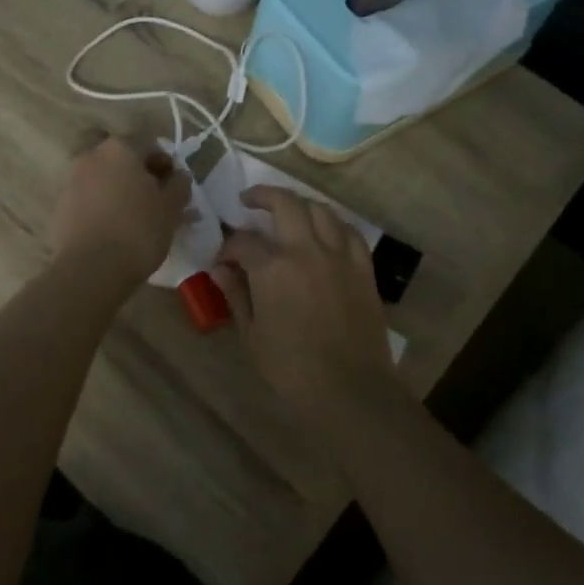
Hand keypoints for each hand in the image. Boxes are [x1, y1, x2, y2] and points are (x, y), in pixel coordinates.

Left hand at [50, 135, 191, 284]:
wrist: (90, 269)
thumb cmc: (138, 231)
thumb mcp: (171, 208)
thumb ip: (179, 185)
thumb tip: (178, 175)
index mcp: (120, 148)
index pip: (149, 143)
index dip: (166, 163)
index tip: (174, 187)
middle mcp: (92, 156)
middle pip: (122, 158)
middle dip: (139, 173)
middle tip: (154, 199)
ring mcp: (72, 180)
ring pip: (103, 177)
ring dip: (119, 189)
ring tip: (135, 218)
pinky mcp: (60, 206)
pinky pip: (88, 198)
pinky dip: (102, 206)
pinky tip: (113, 229)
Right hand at [214, 185, 393, 409]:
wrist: (350, 389)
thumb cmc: (291, 367)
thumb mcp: (251, 334)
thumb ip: (236, 295)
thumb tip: (221, 270)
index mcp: (272, 267)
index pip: (242, 241)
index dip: (228, 248)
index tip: (223, 261)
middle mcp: (305, 249)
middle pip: (284, 203)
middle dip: (262, 196)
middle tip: (248, 200)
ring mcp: (338, 255)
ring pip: (319, 209)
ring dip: (299, 204)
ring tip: (287, 211)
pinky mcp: (362, 268)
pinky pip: (348, 232)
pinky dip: (332, 224)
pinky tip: (324, 231)